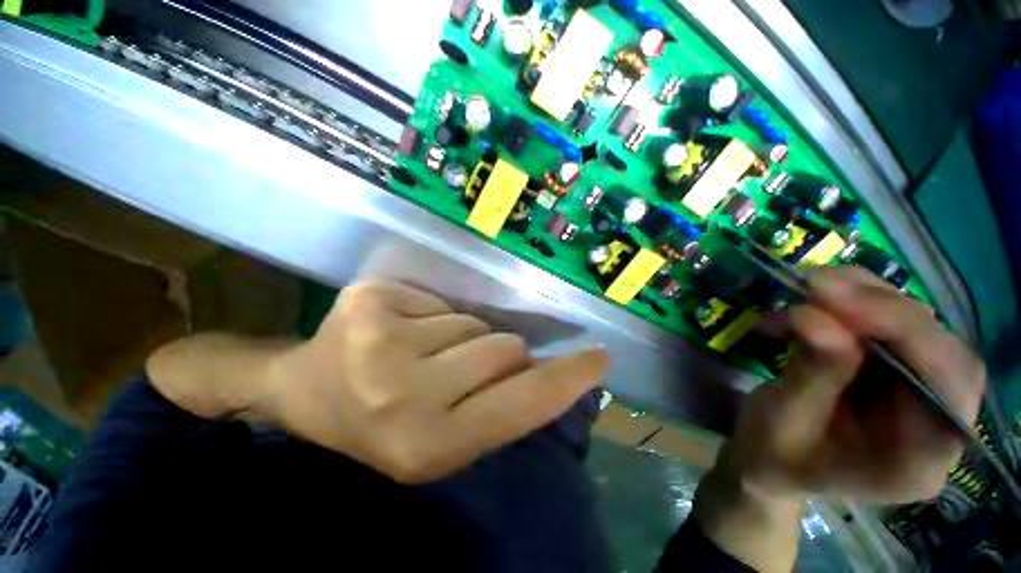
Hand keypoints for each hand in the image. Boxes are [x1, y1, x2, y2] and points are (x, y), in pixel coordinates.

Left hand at [257, 281, 607, 483]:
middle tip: (463, 368)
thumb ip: (502, 407)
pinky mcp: (369, 298)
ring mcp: (380, 337)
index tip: (598, 358)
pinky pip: (439, 301)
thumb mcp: (447, 440)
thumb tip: (546, 370)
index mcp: (428, 443)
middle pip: (502, 349)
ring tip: (427, 353)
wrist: (308, 395)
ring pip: (472, 322)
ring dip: (463, 337)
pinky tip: (404, 330)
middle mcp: (403, 392)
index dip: (566, 379)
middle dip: (499, 355)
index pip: (522, 402)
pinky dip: (433, 316)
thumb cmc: (383, 427)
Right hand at [724, 266, 985, 503]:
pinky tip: (816, 301)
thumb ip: (809, 373)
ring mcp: (923, 395)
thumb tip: (814, 315)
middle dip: (880, 309)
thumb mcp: (781, 419)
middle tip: (814, 285)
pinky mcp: (901, 372)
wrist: (770, 462)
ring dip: (864, 298)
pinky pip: (893, 325)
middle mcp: (937, 425)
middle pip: (940, 349)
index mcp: (918, 460)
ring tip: (807, 287)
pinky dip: (855, 302)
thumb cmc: (772, 453)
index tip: (834, 299)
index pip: (946, 386)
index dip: (903, 332)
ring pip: (920, 328)